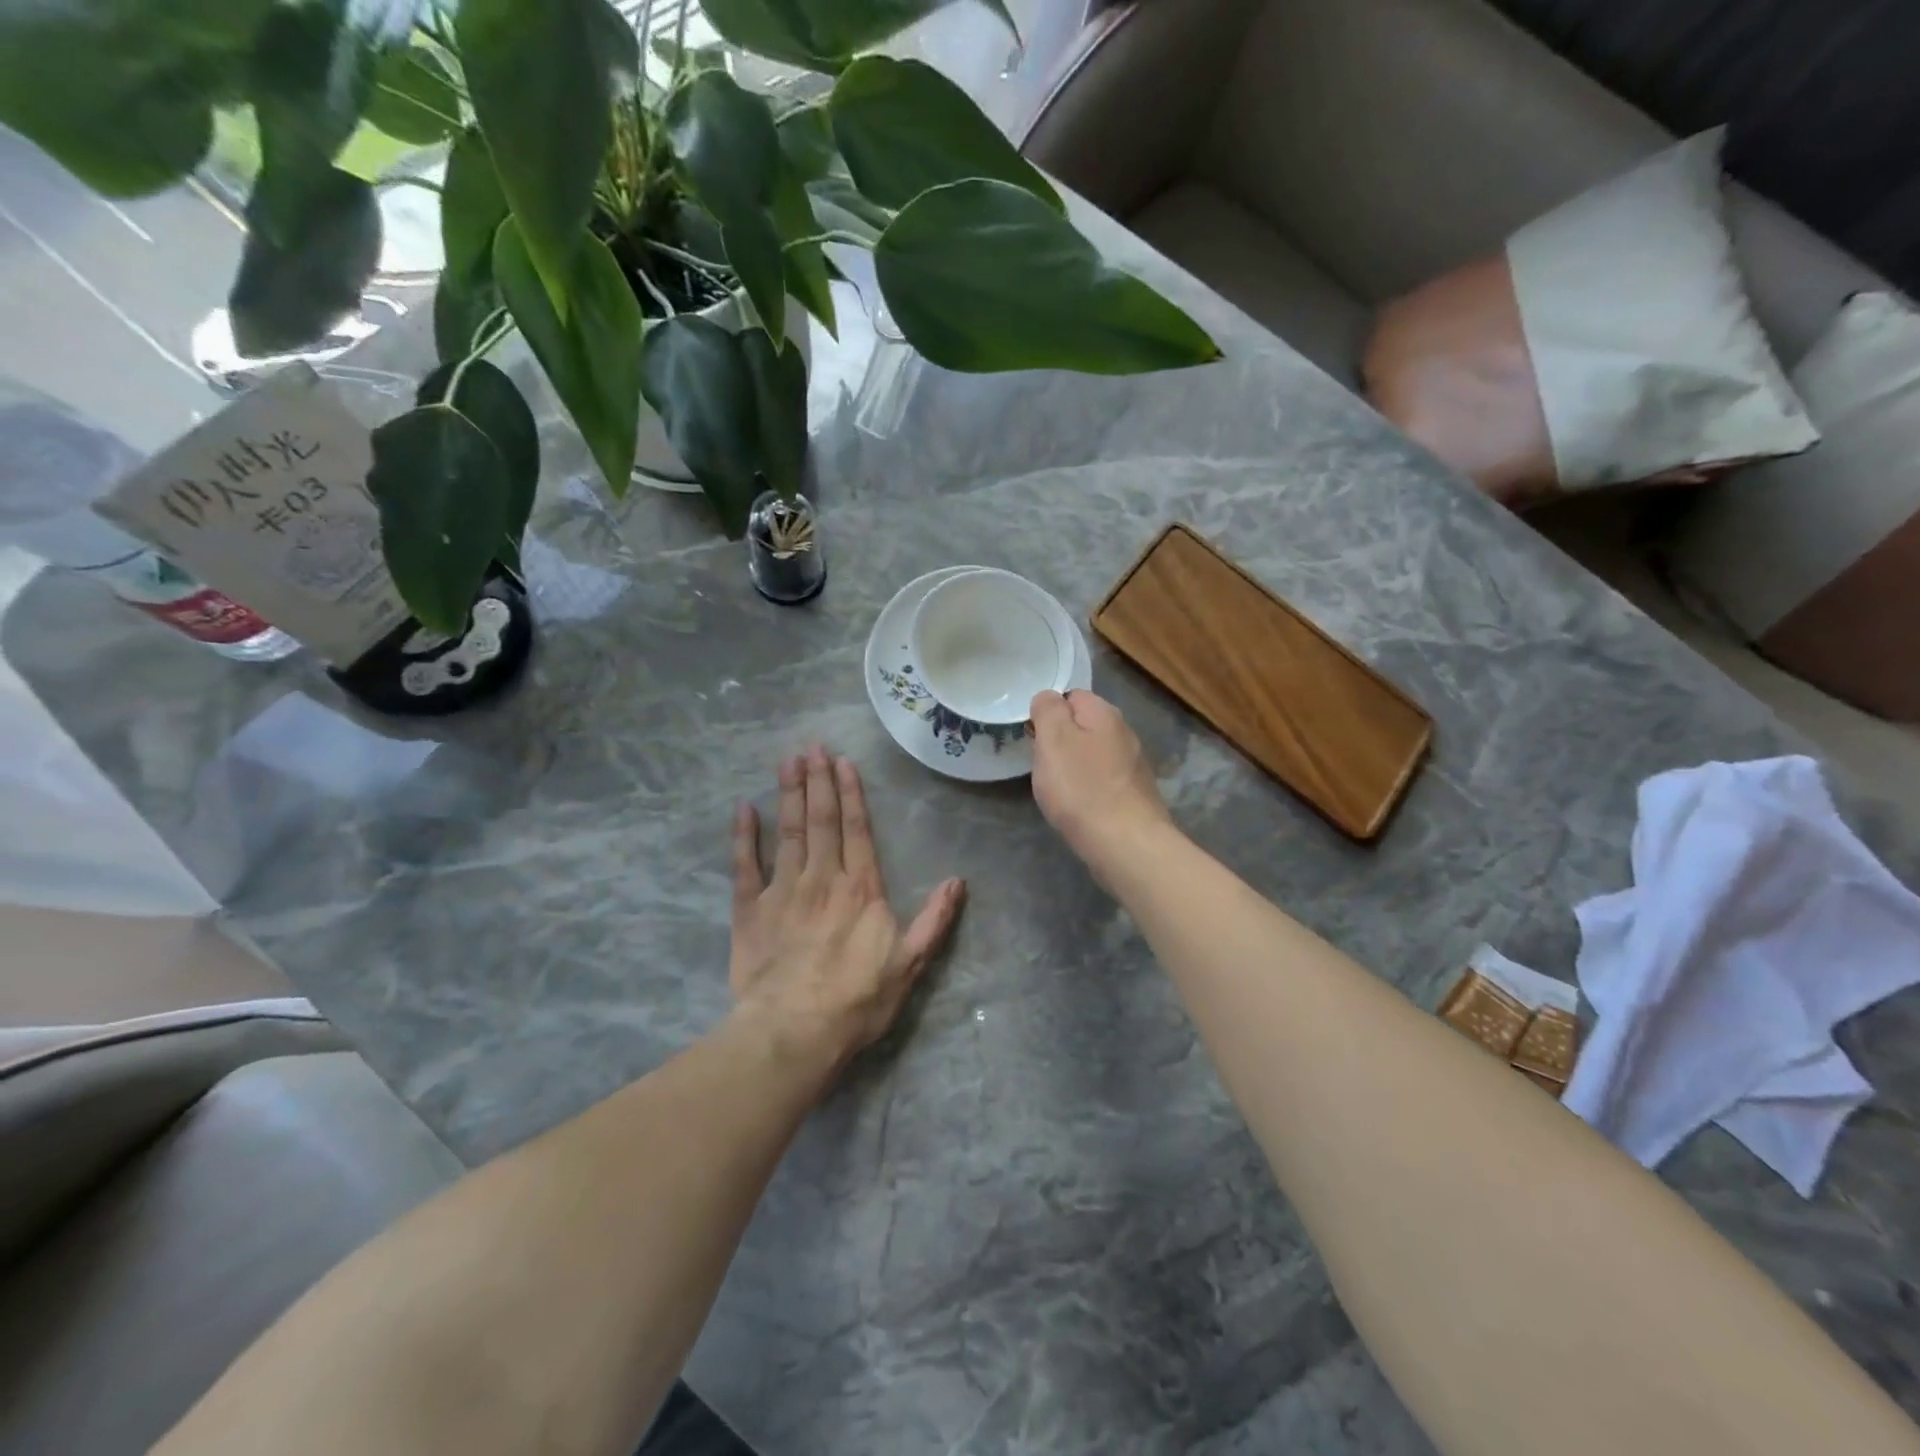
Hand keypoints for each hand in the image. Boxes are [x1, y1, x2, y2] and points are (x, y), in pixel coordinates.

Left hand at [729, 746, 964, 1072]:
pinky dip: (744, 835)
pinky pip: (745, 864)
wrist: (794, 1031)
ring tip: (788, 760)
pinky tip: (743, 808)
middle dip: (818, 780)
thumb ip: (934, 920)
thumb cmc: (857, 1000)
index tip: (844, 762)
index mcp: (860, 888)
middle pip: (821, 820)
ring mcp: (782, 890)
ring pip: (787, 831)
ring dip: (788, 794)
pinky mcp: (750, 910)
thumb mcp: (909, 964)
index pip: (857, 830)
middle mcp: (822, 878)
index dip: (851, 793)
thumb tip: (957, 881)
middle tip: (813, 746)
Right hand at [1029, 690, 1174, 872]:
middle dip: (1061, 742)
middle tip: (1044, 767)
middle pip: (1083, 726)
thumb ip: (1048, 710)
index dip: (1048, 713)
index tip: (1034, 739)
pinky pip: (1104, 780)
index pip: (1071, 695)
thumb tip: (1048, 698)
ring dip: (1075, 767)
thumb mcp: (1053, 740)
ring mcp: (1134, 765)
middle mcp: (1125, 732)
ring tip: (1060, 790)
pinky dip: (1089, 788)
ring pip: (1094, 754)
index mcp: (1104, 713)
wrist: (1126, 843)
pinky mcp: (1136, 793)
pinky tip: (1081, 807)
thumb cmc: (1082, 788)